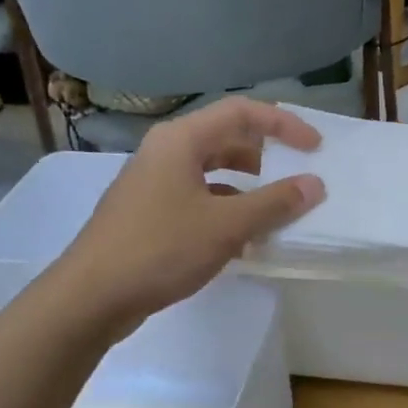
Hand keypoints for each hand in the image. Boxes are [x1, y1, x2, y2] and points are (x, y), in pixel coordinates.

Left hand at [56, 98, 323, 333]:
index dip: (283, 125)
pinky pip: (198, 198)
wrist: (92, 296)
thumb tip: (314, 185)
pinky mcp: (149, 213)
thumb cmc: (161, 249)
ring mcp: (153, 183)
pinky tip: (243, 240)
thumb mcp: (226, 225)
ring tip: (275, 212)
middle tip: (296, 177)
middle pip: (225, 138)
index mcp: (181, 140)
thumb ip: (274, 203)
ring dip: (247, 187)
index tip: (315, 148)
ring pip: (212, 172)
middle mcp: (165, 152)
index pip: (241, 112)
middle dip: (266, 156)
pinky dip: (225, 210)